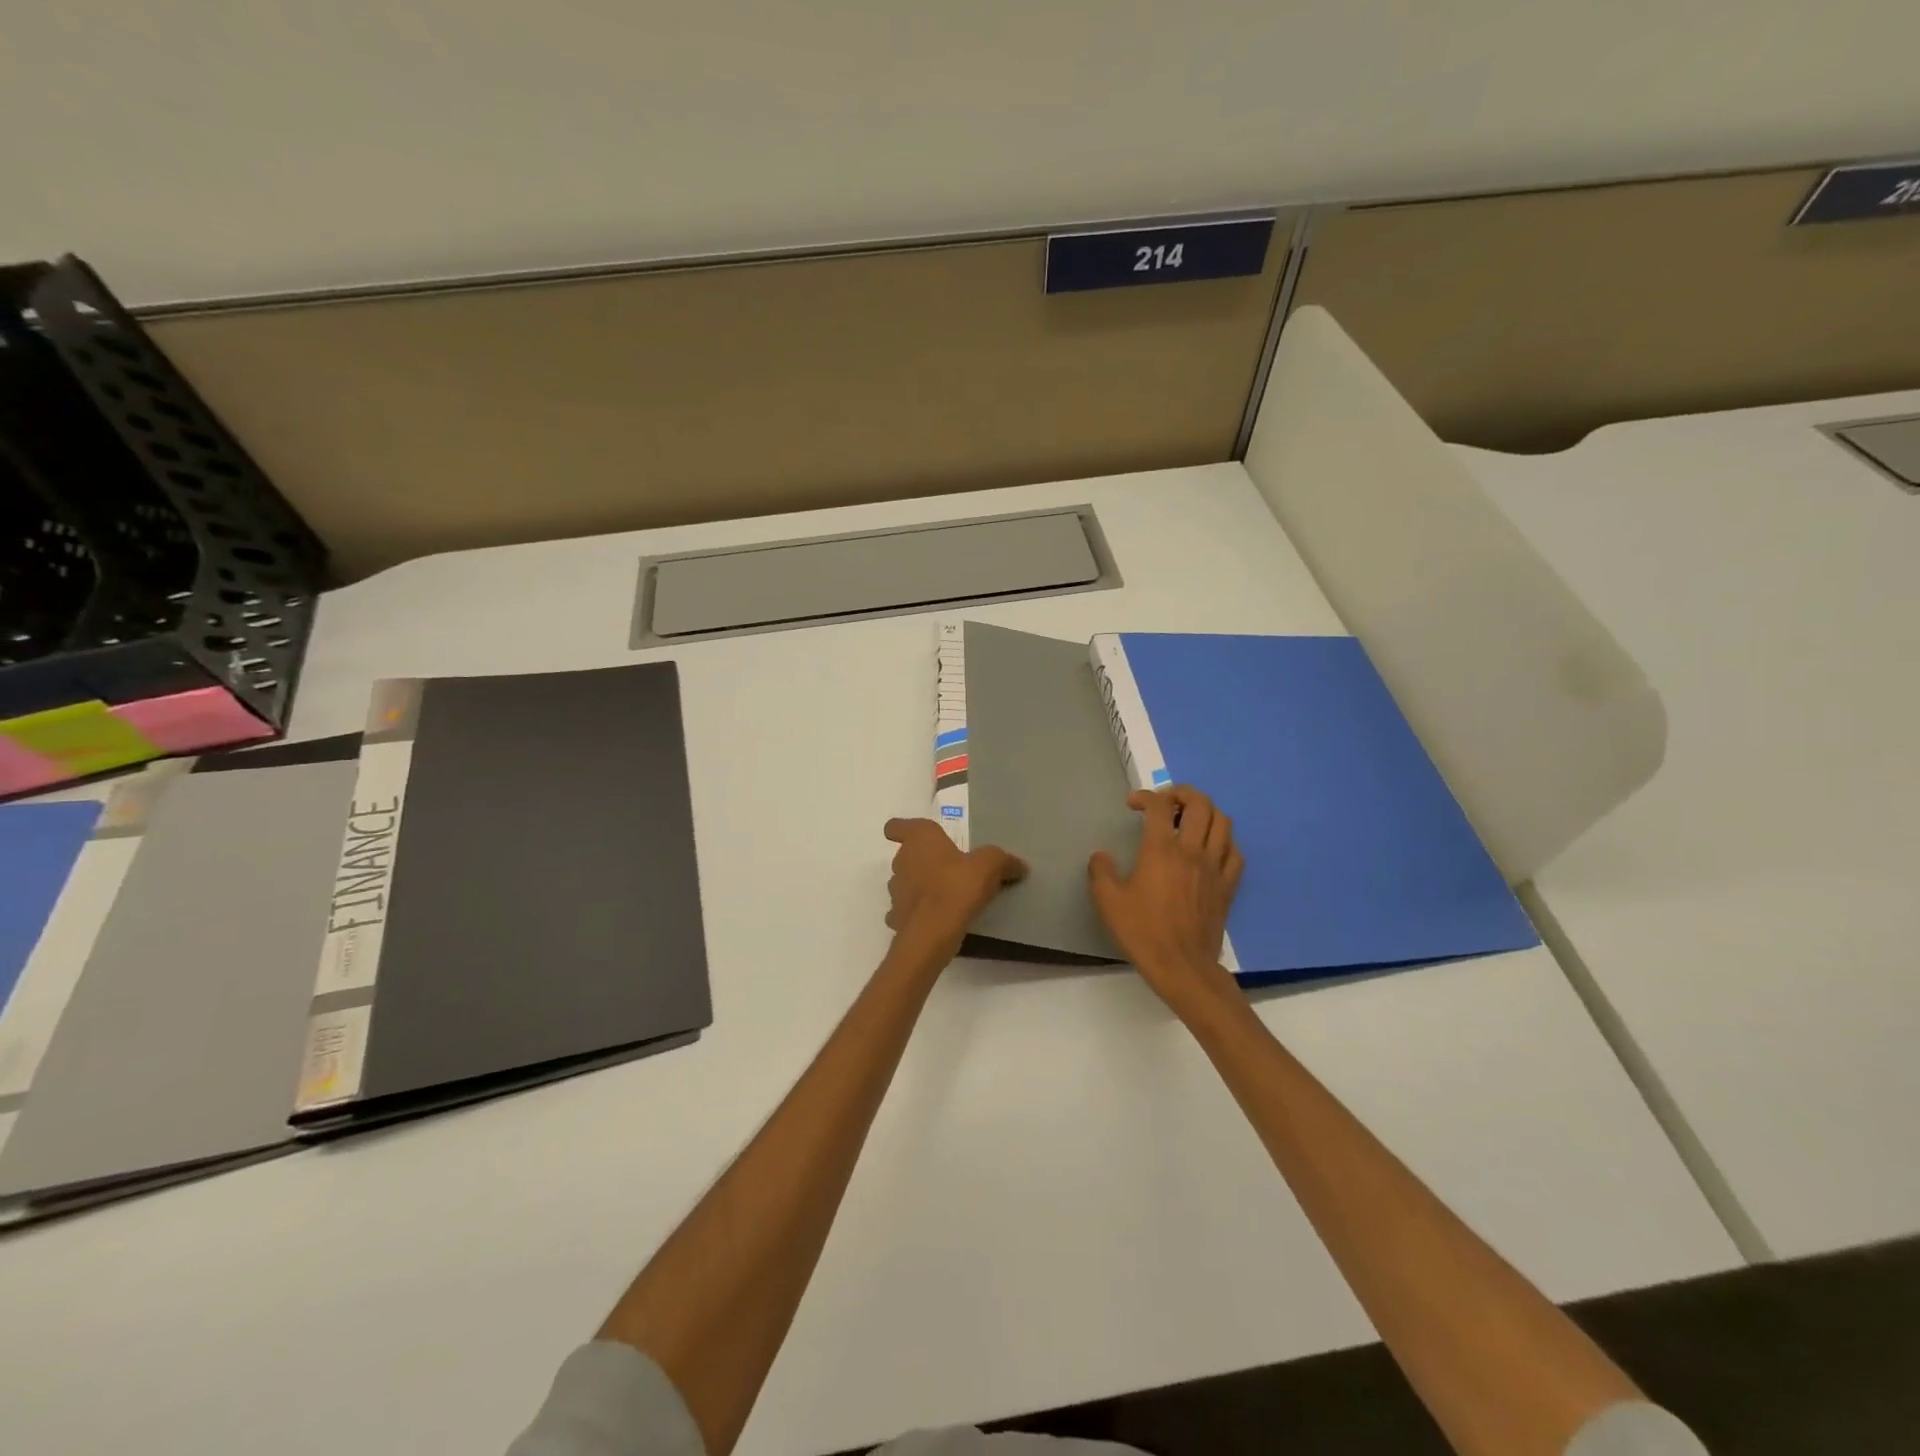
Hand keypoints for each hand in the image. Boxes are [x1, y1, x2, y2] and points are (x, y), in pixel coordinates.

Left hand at [883, 818, 1026, 953]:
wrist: (932, 933)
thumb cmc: (957, 887)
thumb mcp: (990, 866)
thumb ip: (1003, 860)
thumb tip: (1019, 865)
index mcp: (920, 839)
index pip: (897, 826)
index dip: (902, 829)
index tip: (916, 837)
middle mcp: (902, 861)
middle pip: (907, 855)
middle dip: (923, 861)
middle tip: (949, 870)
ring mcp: (895, 890)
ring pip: (905, 882)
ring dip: (920, 887)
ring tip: (945, 897)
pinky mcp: (896, 917)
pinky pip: (907, 910)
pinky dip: (918, 913)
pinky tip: (936, 920)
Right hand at [1089, 786, 1244, 1014]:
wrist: (1182, 967)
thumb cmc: (1143, 932)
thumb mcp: (1108, 902)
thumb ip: (1101, 872)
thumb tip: (1101, 856)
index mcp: (1161, 850)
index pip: (1159, 806)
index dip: (1145, 796)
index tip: (1132, 804)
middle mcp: (1192, 851)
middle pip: (1200, 804)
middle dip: (1182, 793)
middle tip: (1166, 802)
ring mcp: (1215, 868)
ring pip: (1223, 822)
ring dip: (1206, 812)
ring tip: (1190, 819)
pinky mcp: (1228, 886)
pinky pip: (1235, 852)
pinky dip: (1224, 841)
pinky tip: (1211, 848)